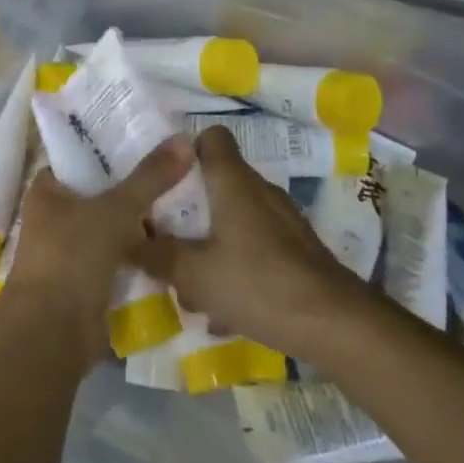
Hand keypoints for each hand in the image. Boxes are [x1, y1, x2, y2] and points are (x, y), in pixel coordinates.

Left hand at [0, 138, 195, 371]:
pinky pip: (119, 255)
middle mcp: (55, 216)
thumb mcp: (115, 210)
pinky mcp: (88, 279)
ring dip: (141, 219)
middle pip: (101, 191)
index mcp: (47, 190)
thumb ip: (150, 177)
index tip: (151, 137)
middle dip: (135, 184)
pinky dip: (141, 250)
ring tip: (185, 197)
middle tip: (179, 166)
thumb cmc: (72, 257)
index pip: (81, 157)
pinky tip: (175, 239)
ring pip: (112, 225)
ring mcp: (71, 249)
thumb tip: (185, 138)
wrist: (52, 333)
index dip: (113, 147)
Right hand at [132, 126, 364, 355]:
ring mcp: (282, 221)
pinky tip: (223, 309)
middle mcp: (260, 191)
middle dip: (189, 209)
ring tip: (189, 284)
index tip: (162, 179)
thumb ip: (157, 255)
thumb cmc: (257, 282)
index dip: (185, 152)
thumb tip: (128, 243)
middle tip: (164, 236)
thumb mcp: (192, 273)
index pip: (211, 138)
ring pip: (234, 220)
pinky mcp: (296, 251)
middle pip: (217, 183)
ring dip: (210, 244)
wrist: (334, 324)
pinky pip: (254, 248)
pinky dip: (235, 267)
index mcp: (233, 182)